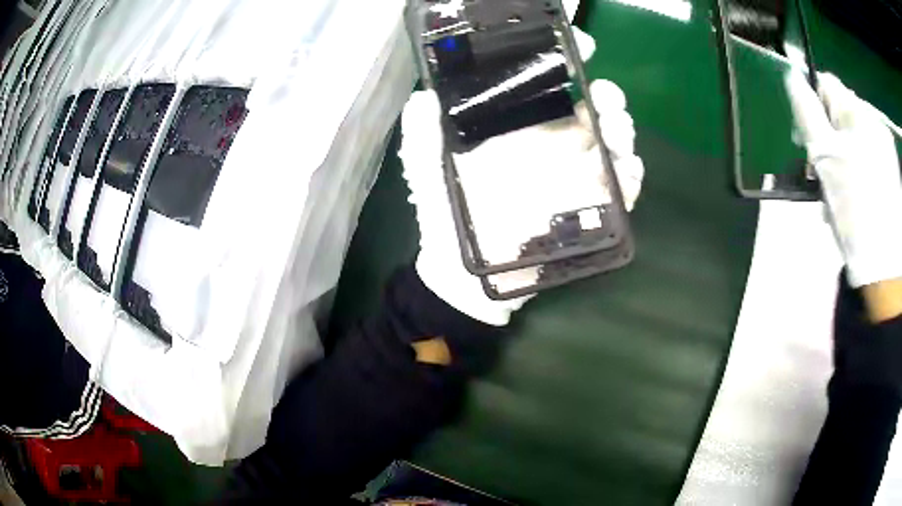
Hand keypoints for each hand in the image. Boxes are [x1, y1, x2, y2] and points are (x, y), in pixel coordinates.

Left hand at [399, 28, 643, 325]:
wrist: (464, 280)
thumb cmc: (446, 222)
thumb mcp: (429, 174)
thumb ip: (423, 137)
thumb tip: (422, 98)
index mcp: (517, 130)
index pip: (548, 87)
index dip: (567, 63)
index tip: (582, 44)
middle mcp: (550, 146)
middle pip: (591, 111)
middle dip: (607, 97)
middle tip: (604, 95)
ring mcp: (572, 178)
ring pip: (611, 144)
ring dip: (623, 131)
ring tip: (617, 131)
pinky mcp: (586, 211)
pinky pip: (618, 189)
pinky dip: (630, 176)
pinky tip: (626, 169)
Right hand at [786, 72, 901, 289]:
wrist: (884, 267)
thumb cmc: (855, 209)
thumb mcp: (825, 157)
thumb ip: (807, 111)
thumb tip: (791, 75)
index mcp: (858, 112)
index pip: (826, 84)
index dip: (813, 107)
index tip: (808, 139)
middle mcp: (874, 121)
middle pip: (842, 114)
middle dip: (829, 139)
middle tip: (822, 173)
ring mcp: (885, 147)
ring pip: (855, 138)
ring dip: (843, 159)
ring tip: (839, 193)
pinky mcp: (891, 171)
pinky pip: (869, 158)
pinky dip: (858, 172)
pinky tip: (856, 196)